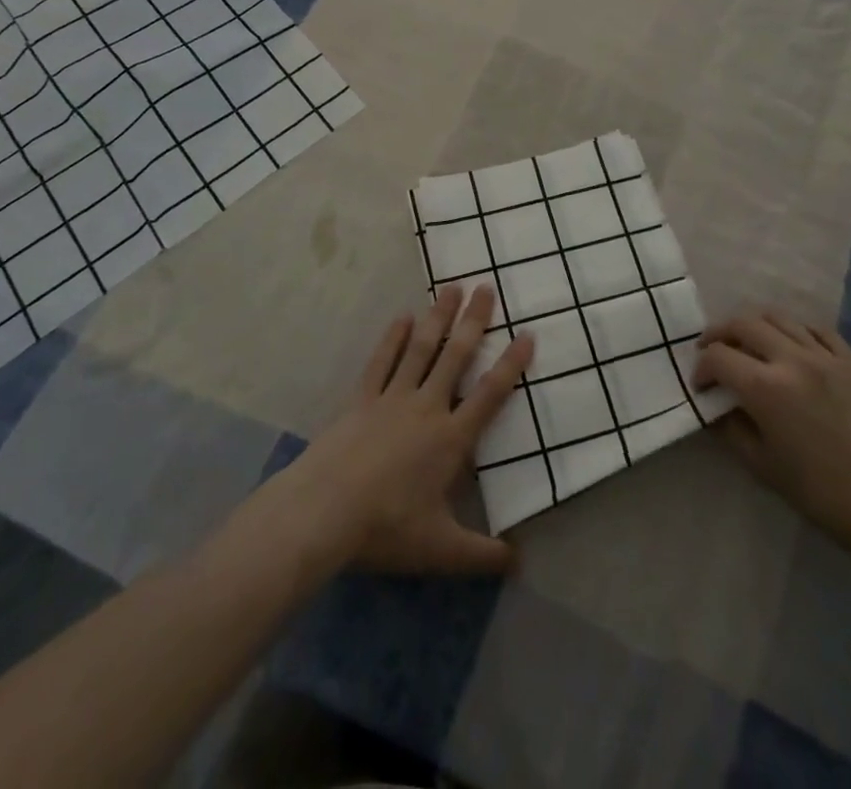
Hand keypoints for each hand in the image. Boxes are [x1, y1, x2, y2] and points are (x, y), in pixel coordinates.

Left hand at [274, 283, 534, 574]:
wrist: (324, 512)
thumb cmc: (386, 529)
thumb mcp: (441, 551)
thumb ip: (482, 555)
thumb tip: (519, 562)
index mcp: (451, 439)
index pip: (490, 395)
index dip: (511, 365)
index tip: (527, 335)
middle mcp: (426, 408)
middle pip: (455, 357)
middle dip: (474, 321)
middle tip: (487, 287)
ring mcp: (391, 398)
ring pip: (421, 349)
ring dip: (438, 317)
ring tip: (451, 287)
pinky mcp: (361, 399)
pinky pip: (381, 361)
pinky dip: (393, 338)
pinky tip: (402, 318)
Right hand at [694, 314, 850, 564]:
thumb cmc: (822, 495)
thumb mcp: (762, 466)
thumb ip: (730, 428)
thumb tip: (714, 406)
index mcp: (766, 388)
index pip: (718, 357)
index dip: (701, 368)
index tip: (701, 386)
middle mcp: (792, 360)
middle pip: (743, 324)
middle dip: (719, 335)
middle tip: (712, 352)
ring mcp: (826, 356)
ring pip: (778, 318)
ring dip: (753, 326)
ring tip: (748, 344)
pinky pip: (815, 329)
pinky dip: (794, 331)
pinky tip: (791, 347)